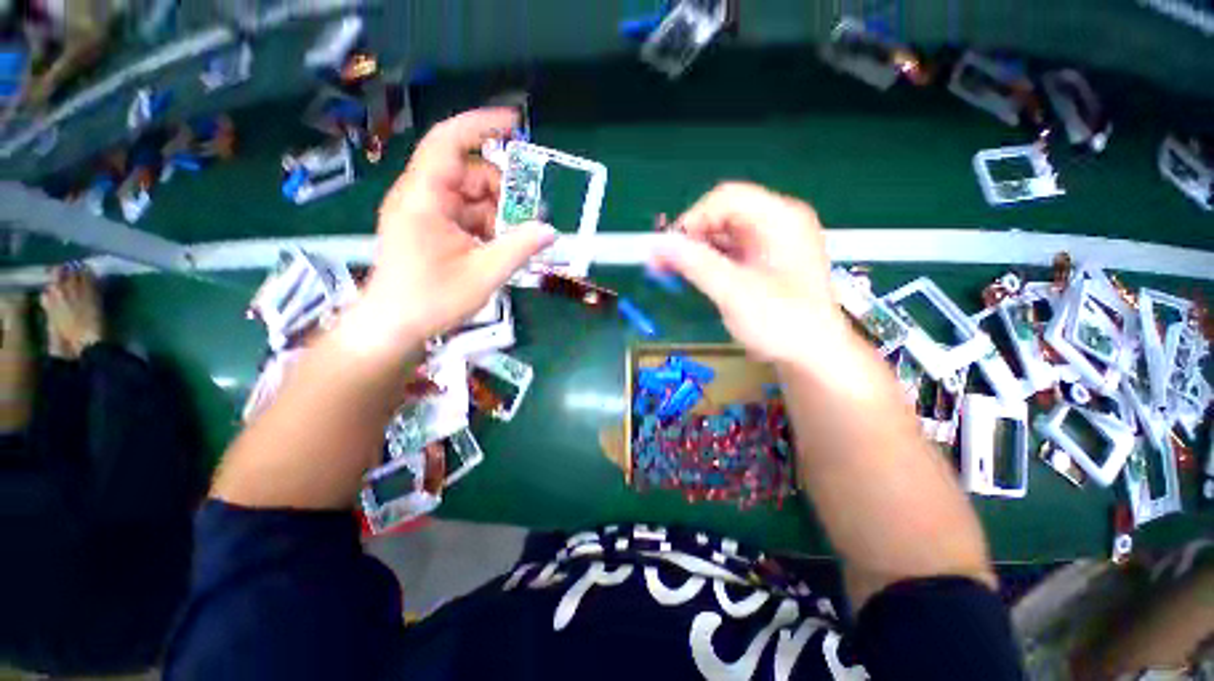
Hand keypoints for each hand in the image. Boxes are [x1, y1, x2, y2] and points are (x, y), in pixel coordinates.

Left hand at [353, 109, 555, 358]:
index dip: (481, 126)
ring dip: (497, 215)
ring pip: (470, 196)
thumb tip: (549, 231)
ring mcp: (425, 212)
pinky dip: (486, 227)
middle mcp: (421, 197)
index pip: (449, 143)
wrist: (394, 326)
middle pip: (469, 173)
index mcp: (424, 199)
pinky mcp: (430, 227)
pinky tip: (497, 248)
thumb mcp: (484, 274)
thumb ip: (519, 249)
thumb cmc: (431, 300)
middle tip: (526, 221)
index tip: (515, 125)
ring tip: (512, 242)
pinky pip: (465, 214)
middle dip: (502, 193)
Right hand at [651, 182, 847, 366]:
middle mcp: (776, 223)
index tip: (669, 249)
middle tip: (662, 263)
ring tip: (667, 271)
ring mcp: (770, 243)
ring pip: (722, 234)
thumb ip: (696, 264)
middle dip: (690, 237)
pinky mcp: (763, 262)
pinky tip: (689, 275)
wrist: (814, 355)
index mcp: (779, 218)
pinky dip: (706, 262)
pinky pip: (728, 251)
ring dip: (694, 251)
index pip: (726, 198)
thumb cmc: (781, 322)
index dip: (692, 219)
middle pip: (723, 214)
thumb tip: (658, 244)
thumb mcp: (735, 292)